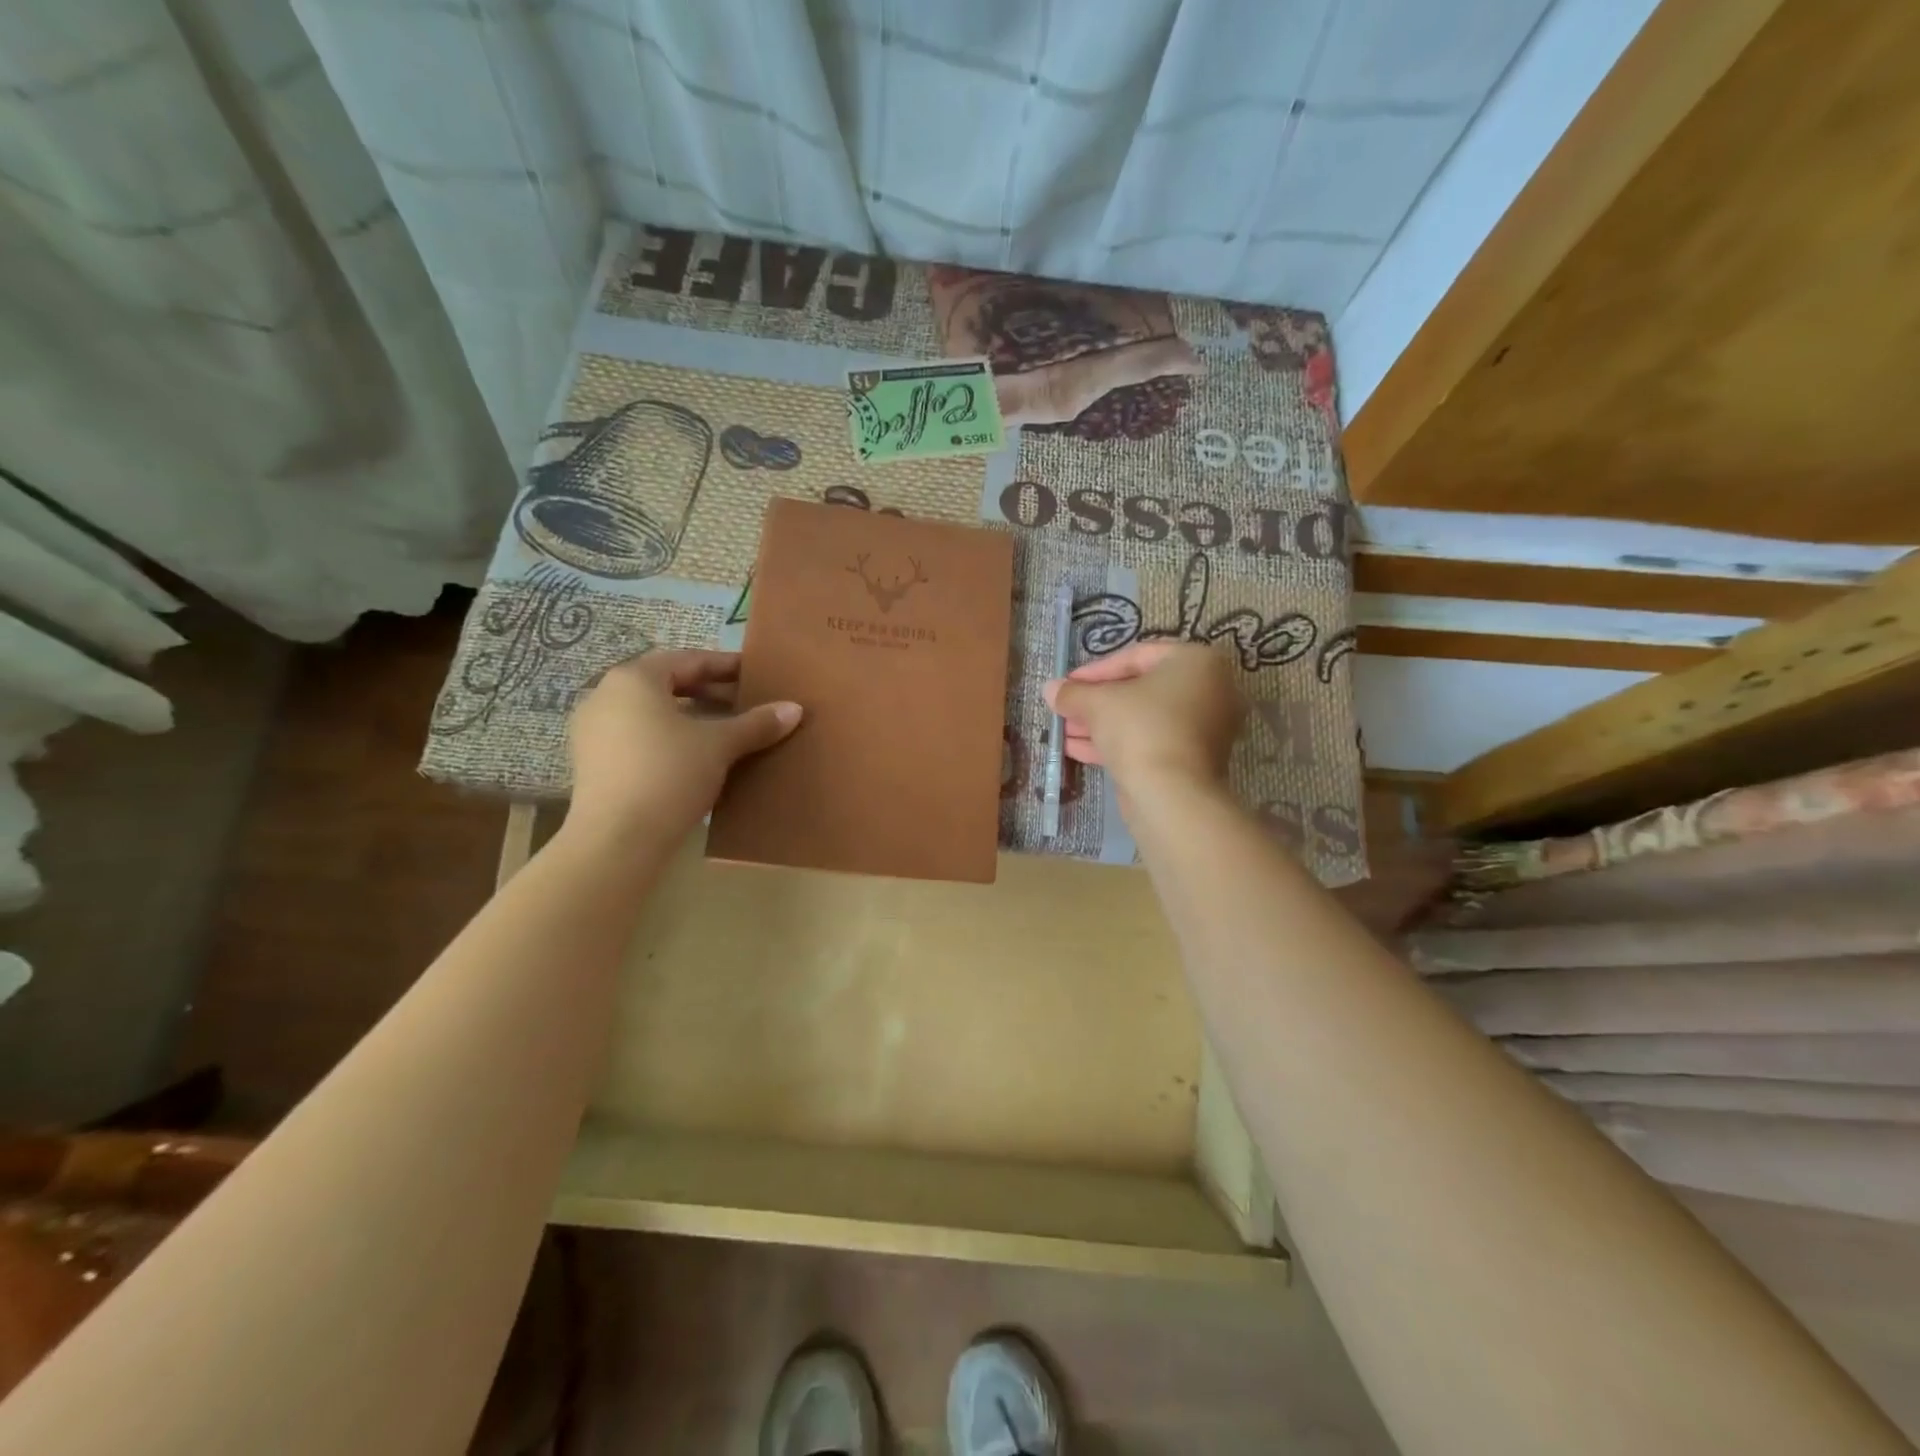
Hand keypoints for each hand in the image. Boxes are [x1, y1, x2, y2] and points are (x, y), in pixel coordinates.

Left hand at [566, 650, 800, 838]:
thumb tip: (795, 709)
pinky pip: (638, 737)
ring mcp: (593, 730)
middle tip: (745, 704)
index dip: (727, 666)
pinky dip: (669, 738)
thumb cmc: (669, 773)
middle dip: (709, 693)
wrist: (617, 838)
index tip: (756, 674)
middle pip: (668, 684)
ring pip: (652, 713)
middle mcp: (606, 695)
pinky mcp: (593, 762)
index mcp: (634, 679)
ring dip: (690, 718)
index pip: (689, 660)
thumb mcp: (720, 745)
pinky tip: (696, 758)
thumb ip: (756, 723)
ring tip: (725, 732)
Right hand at [1041, 641, 1244, 796]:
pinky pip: (1152, 741)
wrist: (1172, 795)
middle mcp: (1211, 691)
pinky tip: (1077, 750)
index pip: (1137, 656)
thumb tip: (1050, 689)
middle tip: (1066, 709)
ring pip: (1144, 719)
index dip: (1096, 670)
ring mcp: (1206, 728)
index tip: (1068, 684)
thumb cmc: (1140, 729)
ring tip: (1065, 732)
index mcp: (1197, 662)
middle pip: (1141, 689)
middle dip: (1097, 701)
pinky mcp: (1194, 760)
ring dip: (1101, 724)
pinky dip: (1119, 743)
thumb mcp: (1098, 703)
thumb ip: (1074, 692)